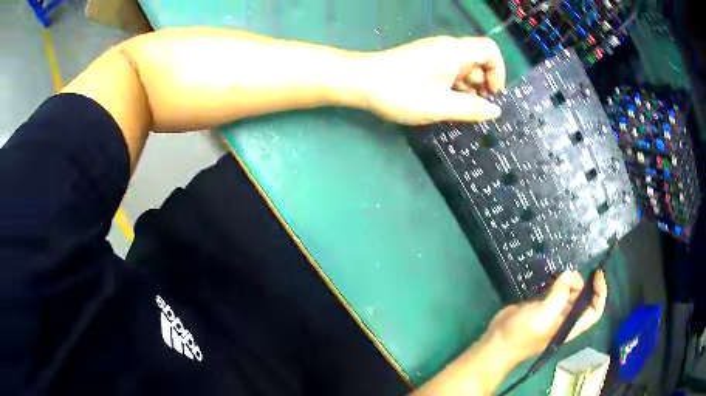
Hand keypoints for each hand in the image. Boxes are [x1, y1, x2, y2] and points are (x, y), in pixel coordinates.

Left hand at [355, 36, 505, 124]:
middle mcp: (448, 49)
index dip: (498, 71)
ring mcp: (434, 55)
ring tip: (460, 113)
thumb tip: (495, 111)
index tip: (492, 95)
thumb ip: (472, 109)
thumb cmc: (402, 93)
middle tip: (476, 111)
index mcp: (456, 52)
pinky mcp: (423, 63)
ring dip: (467, 91)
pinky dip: (453, 88)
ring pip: (462, 70)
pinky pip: (448, 73)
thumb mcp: (442, 106)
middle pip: (478, 62)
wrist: (360, 82)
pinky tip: (446, 106)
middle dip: (482, 86)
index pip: (490, 50)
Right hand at [485, 270, 607, 364]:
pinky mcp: (541, 305)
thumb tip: (569, 274)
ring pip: (569, 292)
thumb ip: (559, 295)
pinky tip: (551, 273)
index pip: (594, 310)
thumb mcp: (543, 315)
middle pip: (582, 297)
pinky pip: (555, 290)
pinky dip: (557, 280)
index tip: (597, 274)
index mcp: (570, 325)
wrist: (497, 342)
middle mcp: (565, 318)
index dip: (600, 293)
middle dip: (579, 283)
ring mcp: (552, 312)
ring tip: (559, 271)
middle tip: (566, 273)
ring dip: (568, 280)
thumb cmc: (522, 335)